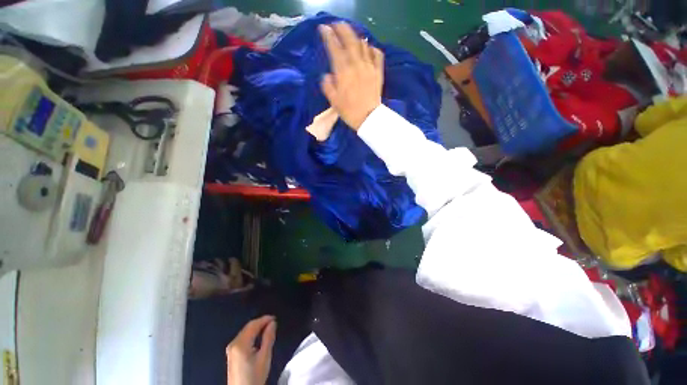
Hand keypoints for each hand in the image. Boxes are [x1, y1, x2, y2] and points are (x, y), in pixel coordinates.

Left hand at [226, 316, 276, 384]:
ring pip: (245, 332)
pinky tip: (258, 337)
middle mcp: (234, 343)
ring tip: (268, 328)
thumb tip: (272, 323)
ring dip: (256, 328)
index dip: (265, 319)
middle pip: (248, 327)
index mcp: (241, 343)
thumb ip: (268, 338)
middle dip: (260, 323)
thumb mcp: (264, 357)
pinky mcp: (231, 354)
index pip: (253, 325)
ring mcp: (231, 349)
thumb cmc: (254, 377)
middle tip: (273, 322)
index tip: (275, 318)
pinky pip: (242, 338)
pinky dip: (251, 334)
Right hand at [319, 23, 383, 130]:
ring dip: (355, 37)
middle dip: (342, 29)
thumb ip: (328, 85)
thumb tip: (327, 75)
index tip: (323, 28)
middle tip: (336, 25)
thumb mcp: (333, 101)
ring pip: (363, 44)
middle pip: (350, 39)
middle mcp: (356, 64)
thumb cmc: (349, 111)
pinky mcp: (378, 72)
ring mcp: (369, 67)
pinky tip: (368, 48)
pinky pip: (377, 54)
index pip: (334, 47)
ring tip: (351, 35)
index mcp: (343, 71)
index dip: (328, 35)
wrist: (369, 118)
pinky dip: (372, 48)